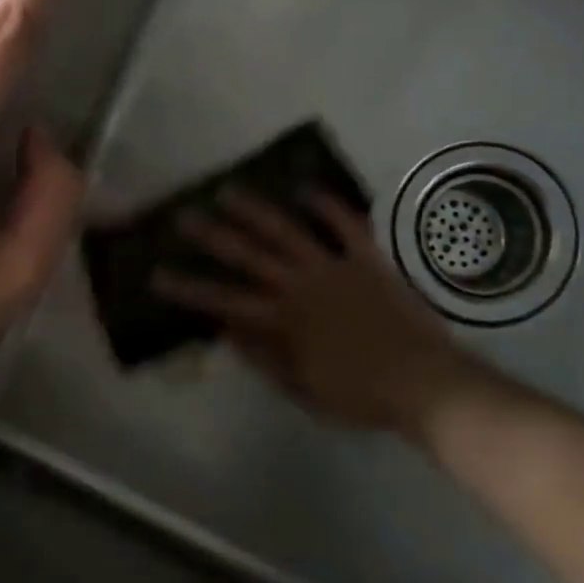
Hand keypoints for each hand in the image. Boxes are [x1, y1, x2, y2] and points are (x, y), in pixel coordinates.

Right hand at [153, 190, 469, 434]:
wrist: (425, 384)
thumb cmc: (359, 395)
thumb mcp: (303, 389)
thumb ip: (264, 358)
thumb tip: (227, 329)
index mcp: (284, 321)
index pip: (224, 301)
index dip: (189, 289)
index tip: (158, 275)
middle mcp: (301, 285)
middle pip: (248, 256)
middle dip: (212, 236)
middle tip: (184, 216)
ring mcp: (334, 267)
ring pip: (286, 232)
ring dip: (255, 210)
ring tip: (229, 190)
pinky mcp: (367, 259)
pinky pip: (345, 225)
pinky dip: (326, 205)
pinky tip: (305, 188)